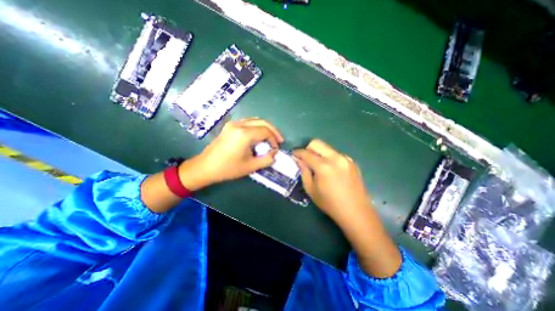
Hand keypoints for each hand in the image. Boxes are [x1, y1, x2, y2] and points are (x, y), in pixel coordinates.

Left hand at [181, 116, 282, 187]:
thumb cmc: (228, 168)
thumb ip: (267, 159)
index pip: (265, 131)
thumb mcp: (250, 166)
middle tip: (279, 140)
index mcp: (244, 134)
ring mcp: (233, 124)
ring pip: (255, 120)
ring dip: (265, 128)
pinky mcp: (230, 126)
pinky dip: (257, 127)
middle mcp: (239, 124)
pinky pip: (248, 122)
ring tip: (270, 138)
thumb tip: (275, 153)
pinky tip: (259, 136)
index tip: (276, 149)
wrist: (205, 167)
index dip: (274, 139)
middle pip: (262, 122)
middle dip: (273, 130)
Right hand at [294, 140, 403, 277]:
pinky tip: (330, 169)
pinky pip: (335, 153)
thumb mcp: (311, 189)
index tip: (293, 155)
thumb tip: (299, 160)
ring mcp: (345, 158)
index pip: (306, 153)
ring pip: (326, 147)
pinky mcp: (351, 161)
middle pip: (317, 143)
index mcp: (323, 166)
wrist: (356, 211)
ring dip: (318, 153)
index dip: (297, 152)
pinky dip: (328, 157)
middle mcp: (335, 158)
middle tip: (305, 159)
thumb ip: (304, 171)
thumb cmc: (330, 203)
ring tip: (318, 165)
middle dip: (308, 148)